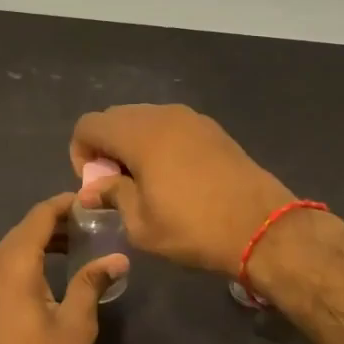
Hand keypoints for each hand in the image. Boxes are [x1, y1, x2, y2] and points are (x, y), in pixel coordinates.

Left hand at [0, 193, 125, 343]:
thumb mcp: (75, 326)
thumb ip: (92, 284)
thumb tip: (118, 258)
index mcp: (12, 264)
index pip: (39, 217)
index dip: (64, 204)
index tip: (89, 201)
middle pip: (24, 230)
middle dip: (55, 223)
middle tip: (89, 225)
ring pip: (11, 248)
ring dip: (40, 242)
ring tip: (73, 246)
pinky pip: (1, 266)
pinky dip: (24, 260)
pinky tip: (46, 273)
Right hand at [70, 105, 291, 277]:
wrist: (263, 227)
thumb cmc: (194, 228)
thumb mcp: (141, 224)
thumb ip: (112, 196)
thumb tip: (93, 189)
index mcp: (139, 134)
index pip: (88, 125)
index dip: (80, 153)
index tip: (96, 185)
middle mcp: (162, 115)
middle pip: (115, 117)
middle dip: (106, 147)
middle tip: (117, 184)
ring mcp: (191, 118)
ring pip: (144, 119)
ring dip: (132, 144)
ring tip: (145, 181)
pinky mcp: (212, 129)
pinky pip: (170, 126)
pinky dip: (159, 143)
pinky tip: (173, 176)